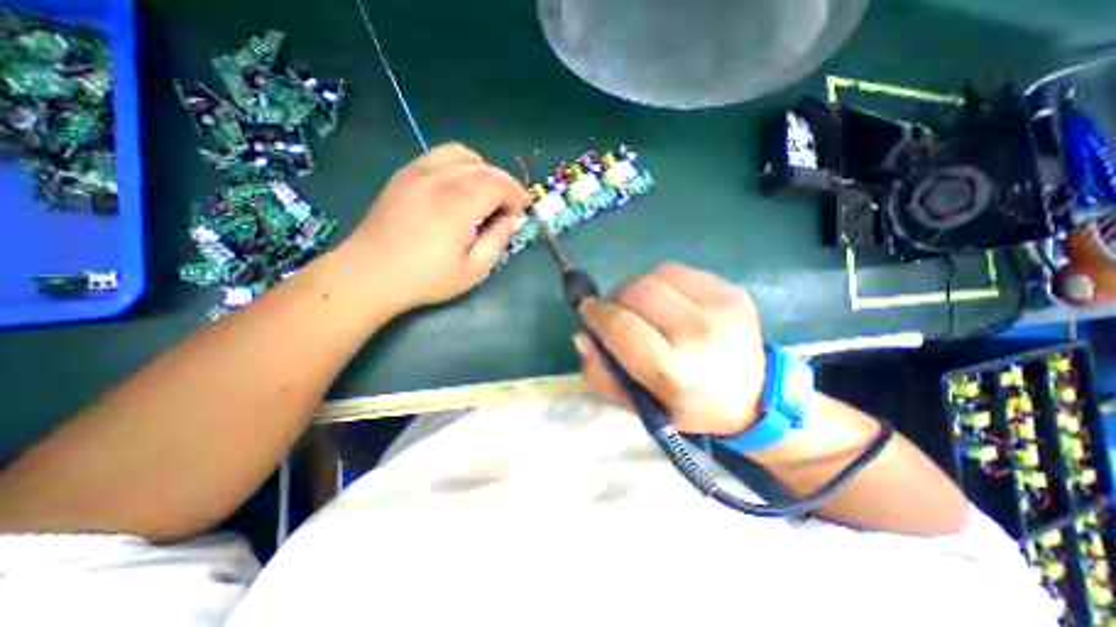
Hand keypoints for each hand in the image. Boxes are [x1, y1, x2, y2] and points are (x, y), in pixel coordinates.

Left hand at [336, 143, 529, 307]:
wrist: (371, 273)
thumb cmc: (427, 278)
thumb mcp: (473, 269)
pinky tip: (462, 185)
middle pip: (485, 168)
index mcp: (458, 205)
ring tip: (488, 193)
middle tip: (511, 206)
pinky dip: (461, 164)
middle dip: (506, 184)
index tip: (521, 214)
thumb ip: (498, 240)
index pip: (499, 184)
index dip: (516, 196)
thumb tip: (516, 219)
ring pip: (463, 154)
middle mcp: (439, 179)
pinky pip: (441, 155)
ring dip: (484, 170)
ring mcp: (418, 172)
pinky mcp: (405, 174)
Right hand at [575, 262, 769, 434]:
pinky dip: (660, 283)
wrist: (754, 396)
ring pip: (654, 275)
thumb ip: (602, 376)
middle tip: (614, 311)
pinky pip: (677, 271)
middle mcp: (699, 334)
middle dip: (614, 298)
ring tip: (641, 308)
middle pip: (636, 292)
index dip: (596, 313)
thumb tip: (583, 335)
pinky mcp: (731, 290)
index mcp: (675, 372)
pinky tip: (667, 302)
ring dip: (636, 289)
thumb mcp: (640, 406)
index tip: (587, 310)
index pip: (621, 326)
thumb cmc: (689, 406)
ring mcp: (720, 306)